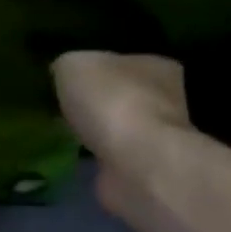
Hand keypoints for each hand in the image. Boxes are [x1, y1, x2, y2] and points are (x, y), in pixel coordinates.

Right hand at [52, 51, 193, 217]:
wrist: (136, 164)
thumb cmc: (111, 102)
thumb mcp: (73, 64)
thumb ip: (67, 65)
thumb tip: (63, 73)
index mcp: (157, 67)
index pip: (127, 61)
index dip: (100, 68)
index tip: (74, 79)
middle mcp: (167, 100)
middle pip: (125, 95)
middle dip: (100, 101)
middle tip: (66, 105)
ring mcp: (158, 138)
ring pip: (121, 128)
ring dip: (99, 131)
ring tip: (65, 132)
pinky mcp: (145, 170)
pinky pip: (114, 157)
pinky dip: (98, 158)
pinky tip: (75, 157)